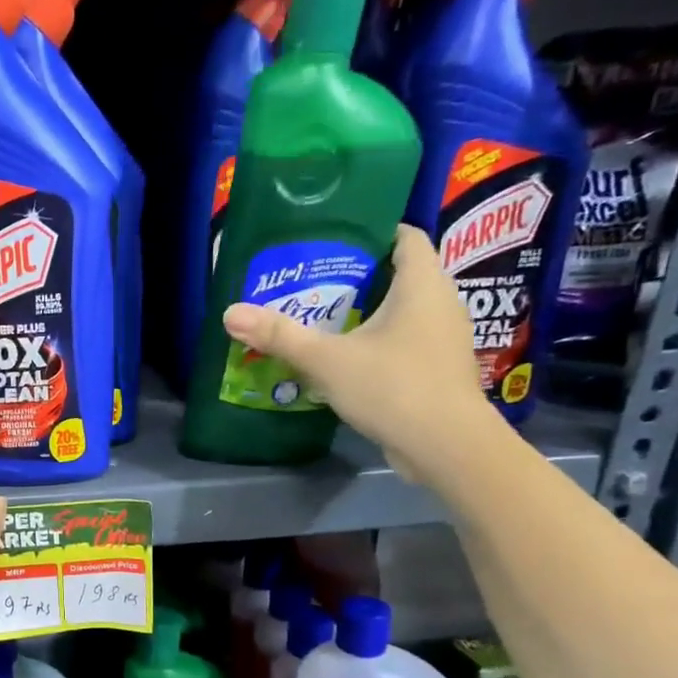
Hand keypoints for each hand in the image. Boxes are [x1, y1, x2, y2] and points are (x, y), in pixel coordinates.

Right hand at [221, 224, 499, 483]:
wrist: (446, 446)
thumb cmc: (394, 387)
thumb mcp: (327, 360)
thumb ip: (280, 336)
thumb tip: (231, 313)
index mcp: (422, 285)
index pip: (405, 237)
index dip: (372, 231)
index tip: (333, 239)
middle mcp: (441, 303)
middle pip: (400, 274)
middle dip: (359, 275)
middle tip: (312, 281)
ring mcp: (442, 339)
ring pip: (402, 310)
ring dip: (367, 311)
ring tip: (322, 318)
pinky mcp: (437, 369)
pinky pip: (404, 341)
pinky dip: (376, 341)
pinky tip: (345, 357)